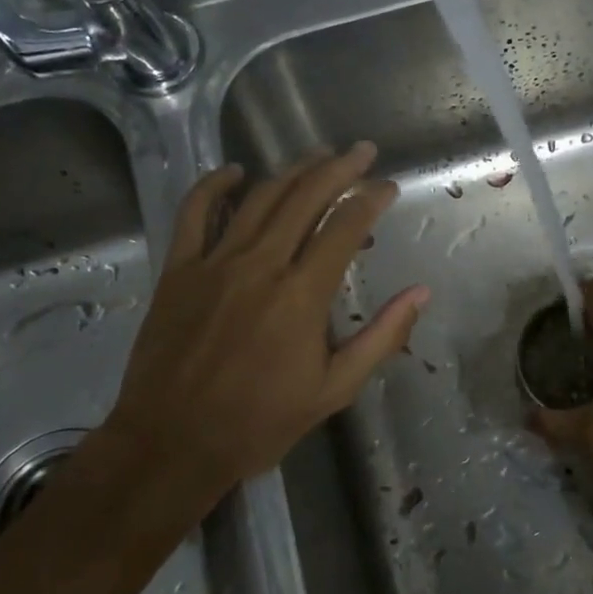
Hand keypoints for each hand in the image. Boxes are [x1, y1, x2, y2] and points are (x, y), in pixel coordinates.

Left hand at [96, 143, 427, 510]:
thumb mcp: (334, 389)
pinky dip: (213, 185)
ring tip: (317, 154)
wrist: (172, 444)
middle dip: (339, 168)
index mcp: (302, 294)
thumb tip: (420, 293)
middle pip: (305, 197)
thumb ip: (382, 337)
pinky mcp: (178, 270)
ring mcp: (214, 262)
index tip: (388, 186)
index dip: (371, 199)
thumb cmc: (259, 423)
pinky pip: (195, 213)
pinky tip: (233, 171)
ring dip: (292, 170)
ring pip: (259, 197)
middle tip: (361, 150)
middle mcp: (261, 264)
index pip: (345, 227)